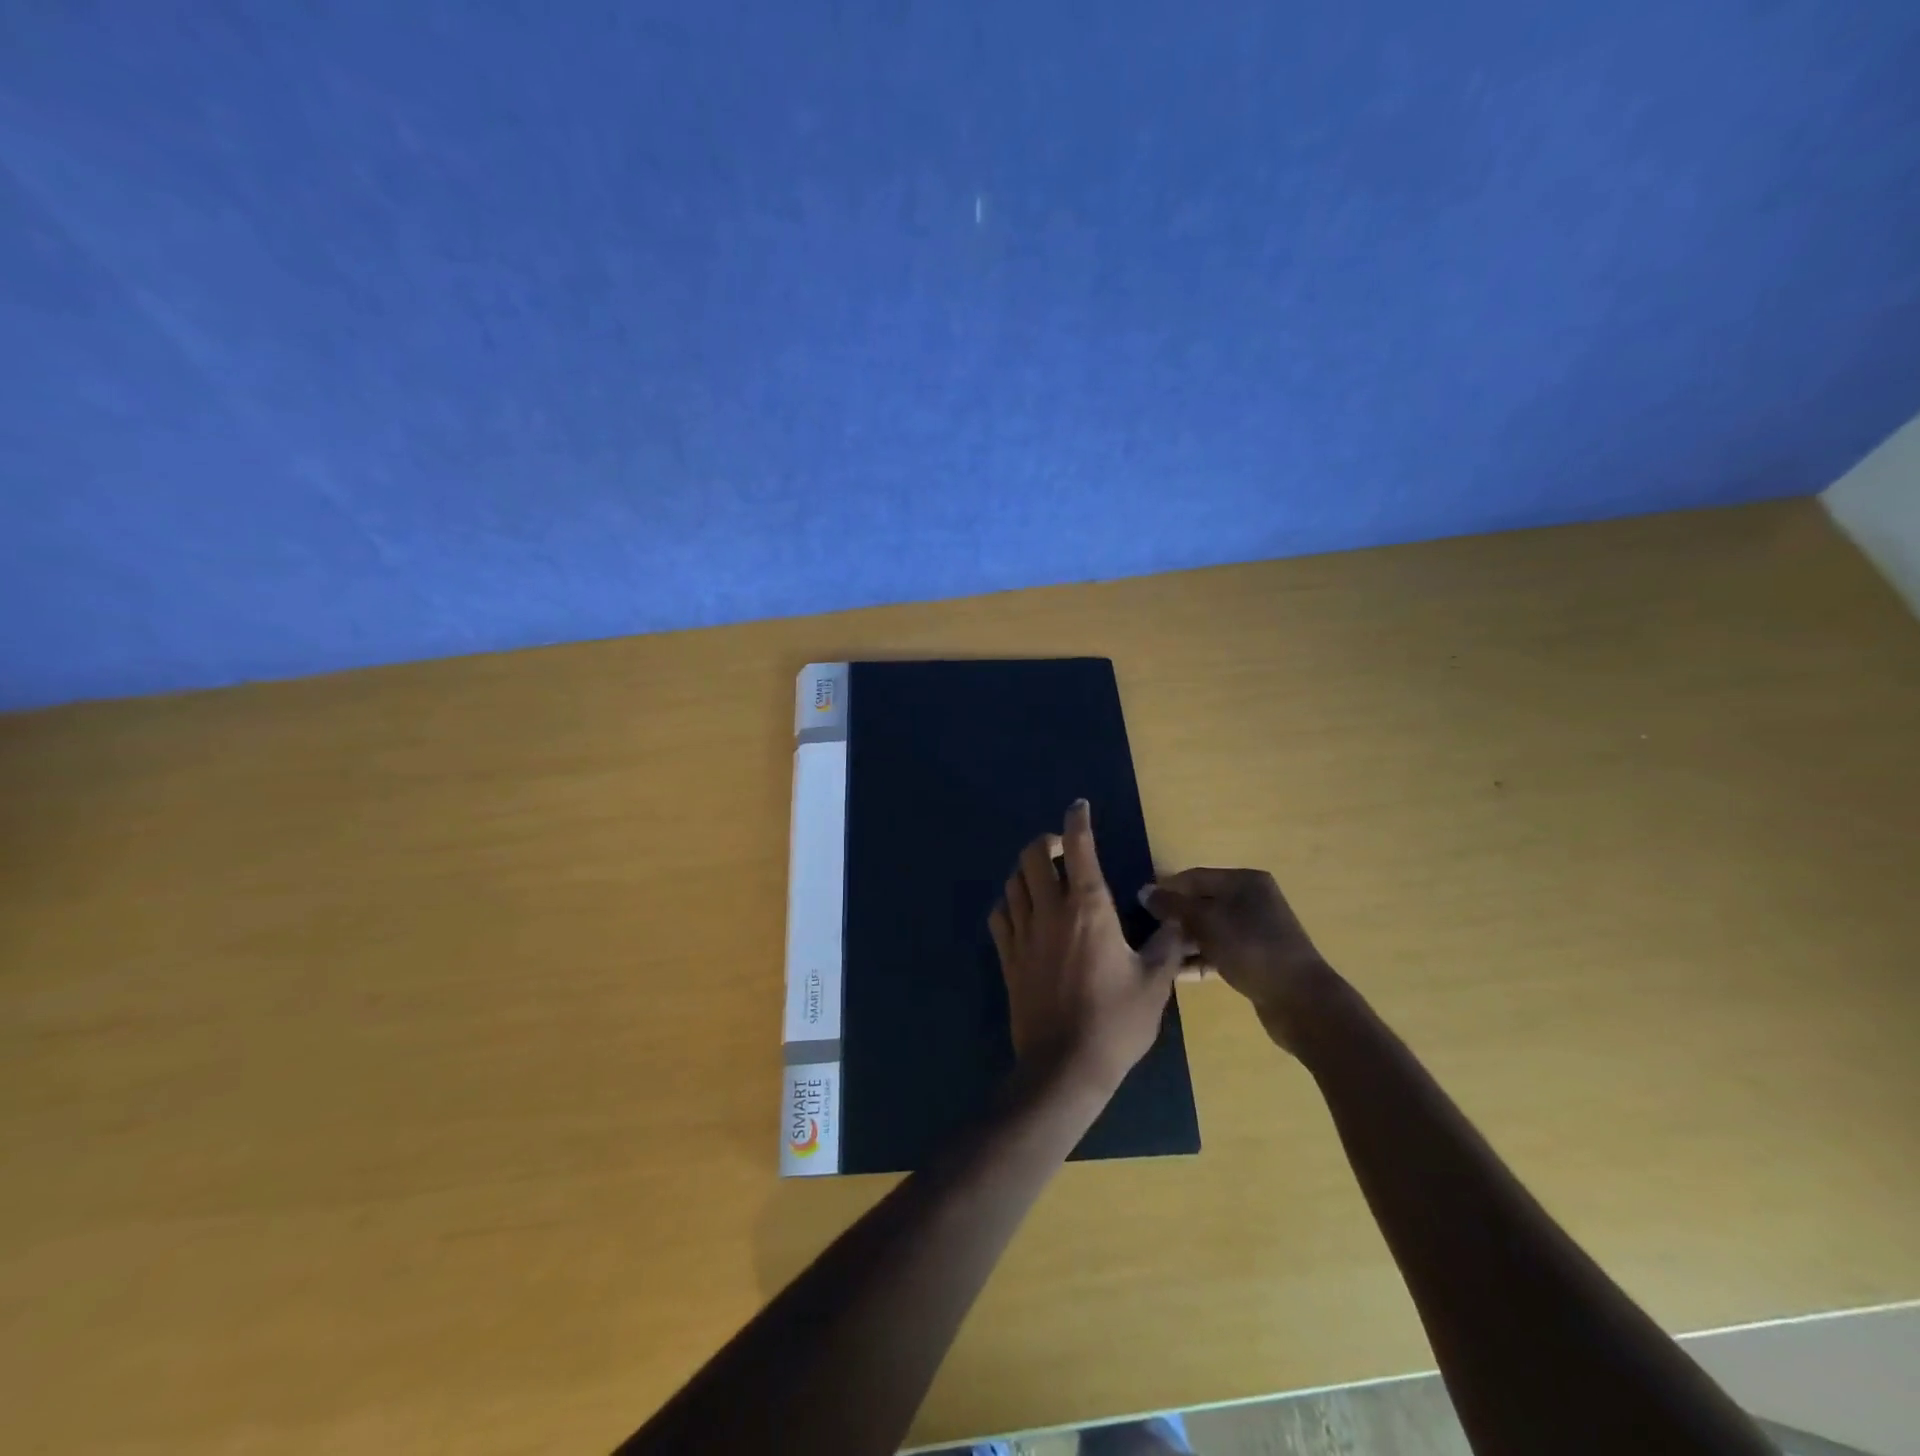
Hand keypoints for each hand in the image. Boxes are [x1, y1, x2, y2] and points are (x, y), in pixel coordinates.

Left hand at [988, 800, 1190, 1098]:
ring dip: (1027, 870)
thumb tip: (1179, 919)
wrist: (1065, 1066)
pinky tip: (1023, 911)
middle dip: (1045, 841)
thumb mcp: (1154, 983)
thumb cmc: (1116, 1022)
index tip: (1080, 806)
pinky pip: (1000, 916)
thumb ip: (1168, 944)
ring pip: (1012, 882)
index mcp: (1088, 909)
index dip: (1078, 821)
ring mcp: (1023, 934)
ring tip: (1044, 877)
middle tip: (1063, 850)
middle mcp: (1050, 911)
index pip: (1078, 848)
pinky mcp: (1008, 958)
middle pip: (1031, 856)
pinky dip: (1010, 903)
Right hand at [1140, 868, 1339, 1053]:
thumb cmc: (1250, 948)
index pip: (1194, 877)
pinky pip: (1218, 952)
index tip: (1138, 905)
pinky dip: (1198, 959)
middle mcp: (1251, 900)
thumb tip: (1143, 891)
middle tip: (1144, 932)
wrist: (1301, 1001)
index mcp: (1244, 882)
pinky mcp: (1254, 959)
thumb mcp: (1206, 921)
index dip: (1165, 889)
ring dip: (1183, 941)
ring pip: (1208, 930)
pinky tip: (1174, 972)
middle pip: (1201, 903)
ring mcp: (1254, 931)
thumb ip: (1172, 906)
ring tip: (1154, 954)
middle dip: (1173, 917)